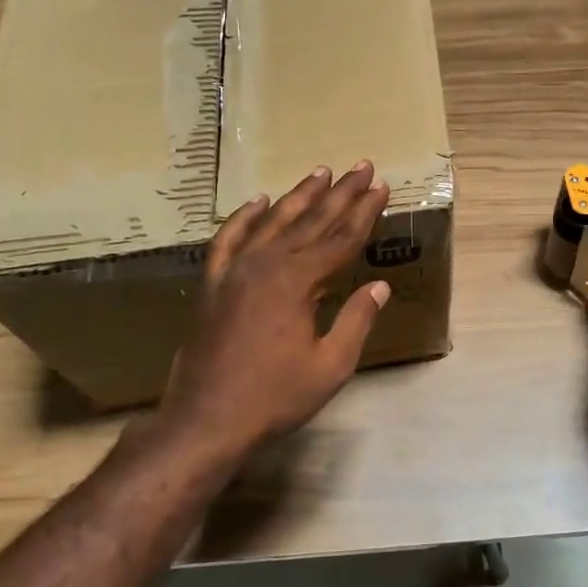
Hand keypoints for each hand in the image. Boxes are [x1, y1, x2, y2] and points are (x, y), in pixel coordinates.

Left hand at [153, 162, 391, 452]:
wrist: (205, 421)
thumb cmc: (275, 398)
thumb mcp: (330, 366)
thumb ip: (356, 321)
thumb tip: (379, 287)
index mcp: (298, 281)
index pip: (342, 238)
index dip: (365, 212)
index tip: (382, 187)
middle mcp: (266, 264)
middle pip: (312, 221)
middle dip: (341, 193)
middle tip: (361, 166)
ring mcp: (235, 271)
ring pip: (273, 222)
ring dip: (299, 196)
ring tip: (321, 172)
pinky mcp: (213, 284)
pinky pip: (228, 240)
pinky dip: (243, 218)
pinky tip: (258, 201)